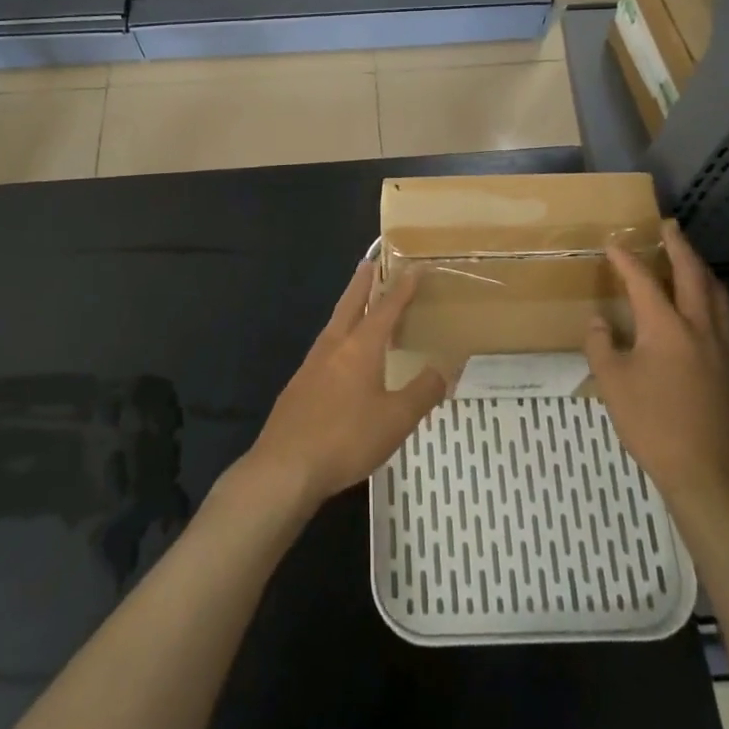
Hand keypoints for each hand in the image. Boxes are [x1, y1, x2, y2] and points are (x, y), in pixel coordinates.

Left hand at [238, 261, 444, 512]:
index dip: (402, 288)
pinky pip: (325, 348)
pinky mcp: (299, 385)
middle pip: (350, 304)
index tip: (413, 267)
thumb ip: (423, 392)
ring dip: (348, 307)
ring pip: (334, 324)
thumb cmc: (346, 439)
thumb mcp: (396, 420)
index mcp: (360, 347)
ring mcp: (311, 364)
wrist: (285, 466)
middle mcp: (334, 346)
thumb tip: (444, 368)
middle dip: (362, 282)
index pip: (386, 308)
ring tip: (358, 303)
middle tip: (370, 261)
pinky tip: (340, 354)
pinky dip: (338, 336)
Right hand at [584, 220, 728, 523]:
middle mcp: (700, 328)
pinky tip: (705, 307)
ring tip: (690, 258)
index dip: (626, 259)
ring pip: (718, 294)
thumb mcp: (613, 384)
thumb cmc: (654, 425)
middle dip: (679, 246)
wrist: (710, 474)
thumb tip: (600, 322)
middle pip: (693, 275)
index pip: (644, 281)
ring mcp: (723, 348)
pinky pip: (726, 317)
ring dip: (702, 269)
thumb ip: (602, 346)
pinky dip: (713, 297)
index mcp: (667, 327)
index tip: (613, 243)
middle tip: (668, 226)